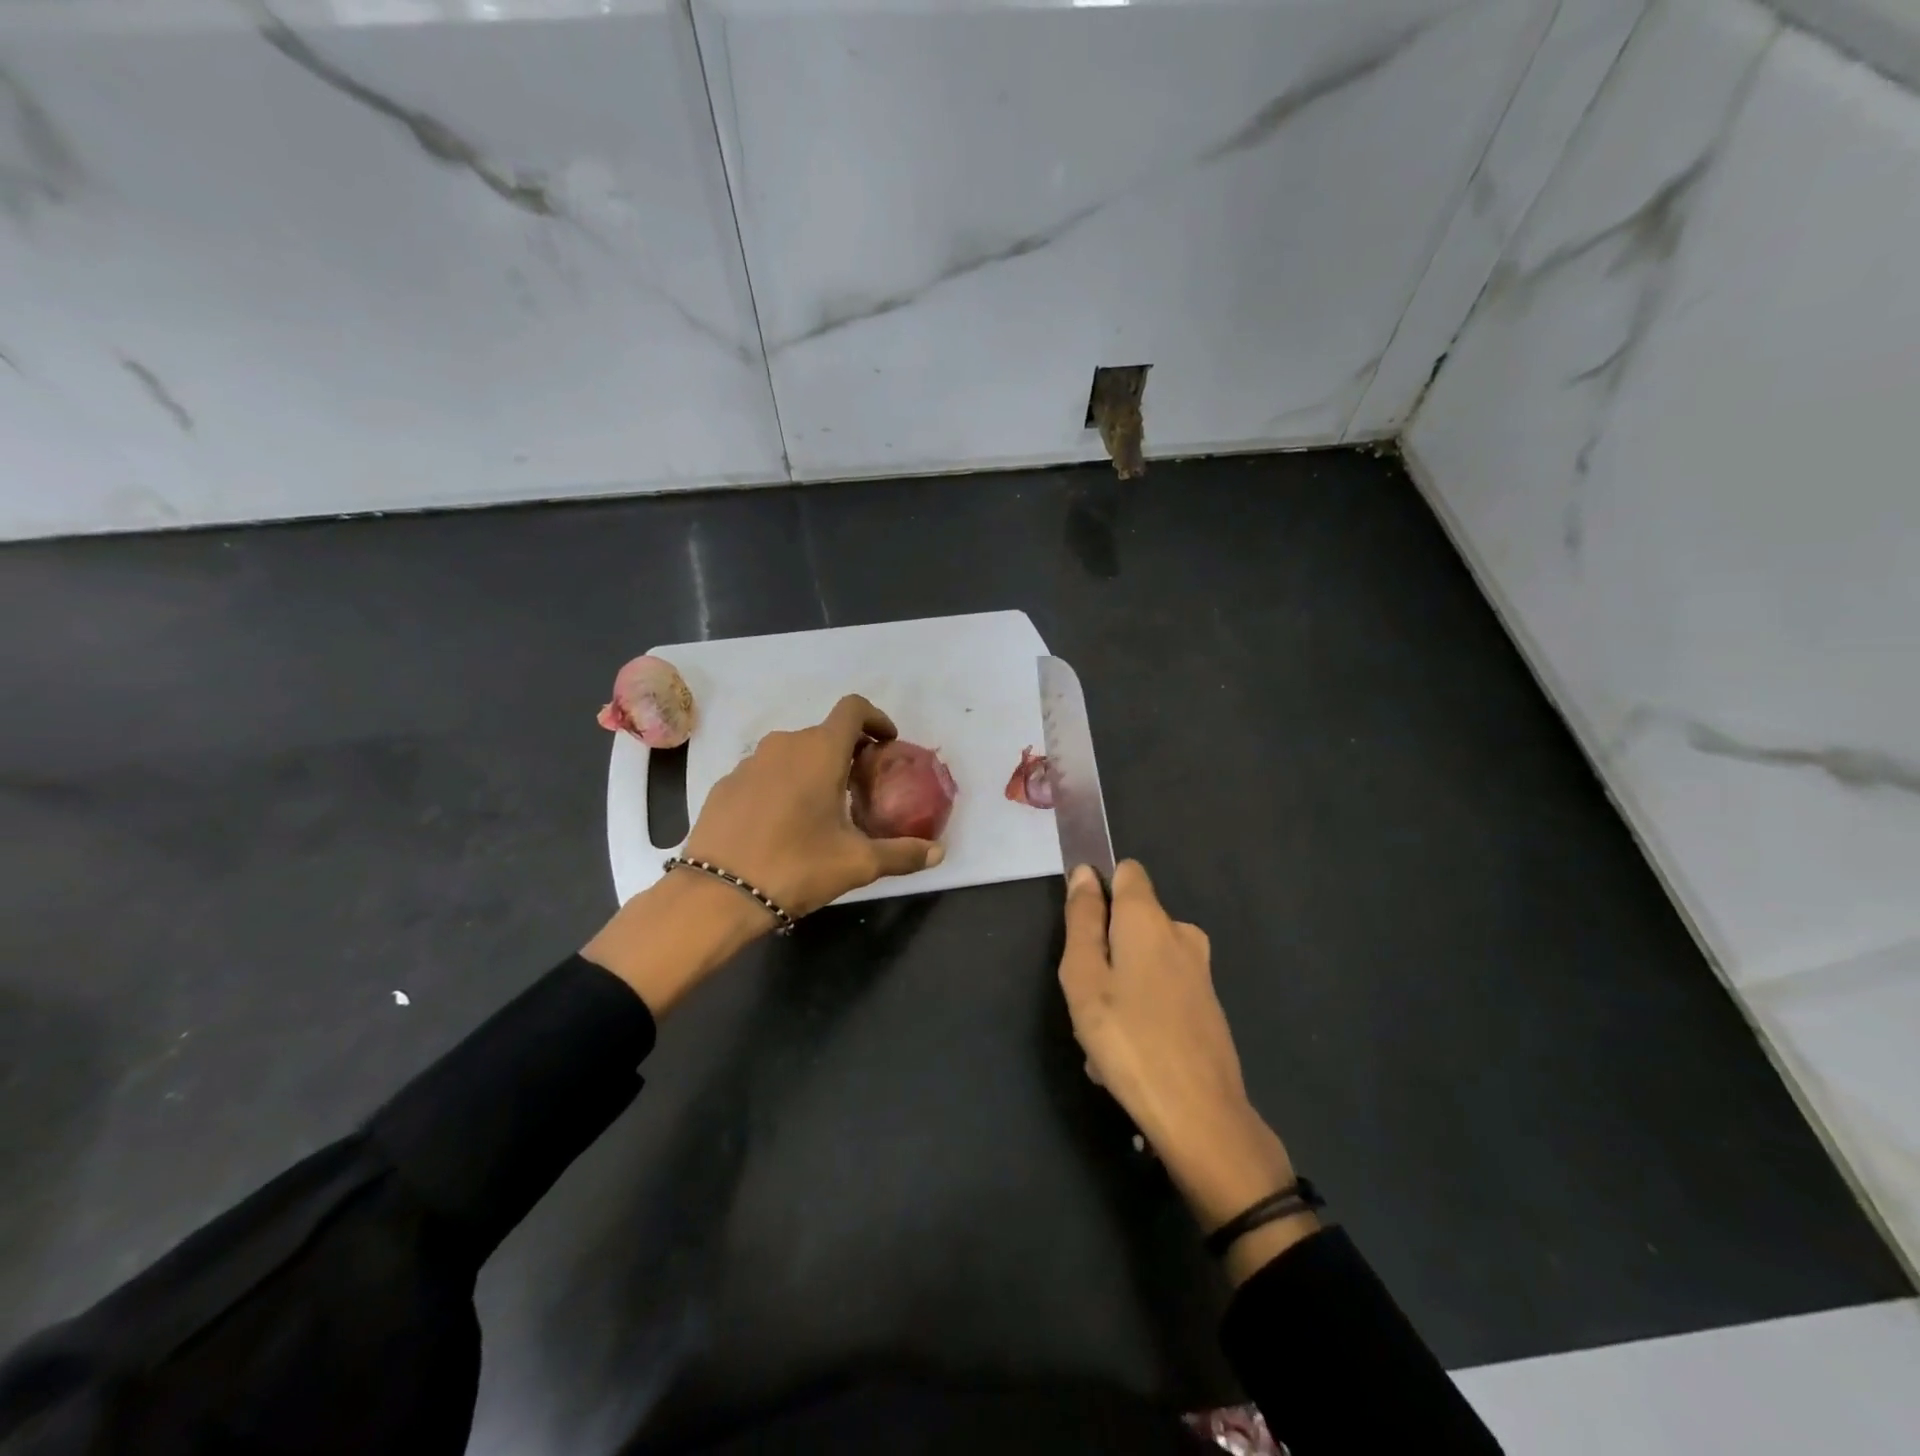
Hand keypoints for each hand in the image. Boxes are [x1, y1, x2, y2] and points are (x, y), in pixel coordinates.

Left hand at [585, 694, 944, 1016]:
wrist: (716, 895)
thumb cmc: (796, 867)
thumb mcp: (856, 864)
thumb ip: (901, 853)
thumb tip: (939, 853)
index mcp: (820, 751)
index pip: (853, 708)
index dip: (875, 718)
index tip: (886, 743)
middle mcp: (784, 744)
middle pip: (824, 733)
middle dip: (847, 753)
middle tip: (859, 788)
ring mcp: (749, 763)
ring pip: (792, 753)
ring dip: (812, 768)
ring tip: (821, 809)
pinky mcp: (725, 784)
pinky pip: (764, 773)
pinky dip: (781, 785)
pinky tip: (781, 823)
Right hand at [1058, 862, 1314, 1278]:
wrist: (1200, 1116)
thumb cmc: (1128, 1039)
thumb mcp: (1084, 978)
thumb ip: (1082, 920)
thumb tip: (1085, 874)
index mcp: (1148, 918)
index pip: (1126, 871)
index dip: (1099, 889)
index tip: (1080, 927)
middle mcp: (1180, 933)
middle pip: (1130, 922)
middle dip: (1103, 951)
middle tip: (1086, 1001)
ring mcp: (1199, 970)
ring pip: (1142, 962)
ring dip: (1118, 989)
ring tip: (1103, 1043)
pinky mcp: (1208, 1005)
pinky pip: (1161, 991)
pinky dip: (1141, 1012)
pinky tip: (1128, 1058)